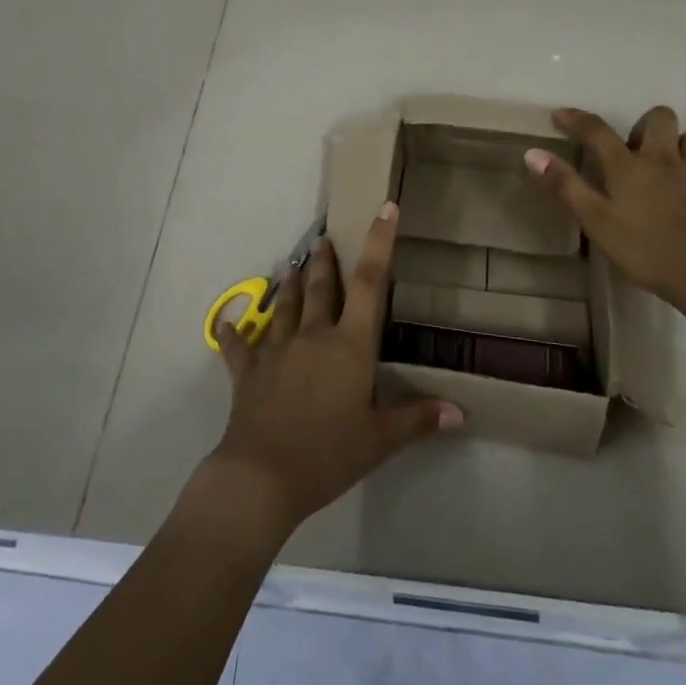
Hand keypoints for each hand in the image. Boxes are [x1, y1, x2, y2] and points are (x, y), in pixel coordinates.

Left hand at [206, 202, 461, 535]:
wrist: (262, 476)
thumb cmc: (329, 454)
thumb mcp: (380, 441)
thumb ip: (418, 419)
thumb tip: (461, 413)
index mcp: (349, 345)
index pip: (370, 283)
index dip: (379, 243)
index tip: (384, 208)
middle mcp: (314, 336)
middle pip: (322, 288)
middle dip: (325, 262)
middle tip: (323, 239)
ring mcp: (277, 350)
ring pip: (286, 307)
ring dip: (290, 286)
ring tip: (290, 264)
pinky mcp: (248, 371)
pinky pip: (240, 347)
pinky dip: (233, 333)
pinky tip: (224, 322)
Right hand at [524, 105, 685, 315]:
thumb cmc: (646, 249)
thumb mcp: (596, 221)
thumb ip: (566, 186)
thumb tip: (533, 153)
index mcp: (630, 166)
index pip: (597, 130)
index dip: (577, 119)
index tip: (561, 115)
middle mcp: (665, 161)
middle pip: (661, 118)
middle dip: (646, 124)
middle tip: (634, 149)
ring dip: (680, 147)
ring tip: (667, 168)